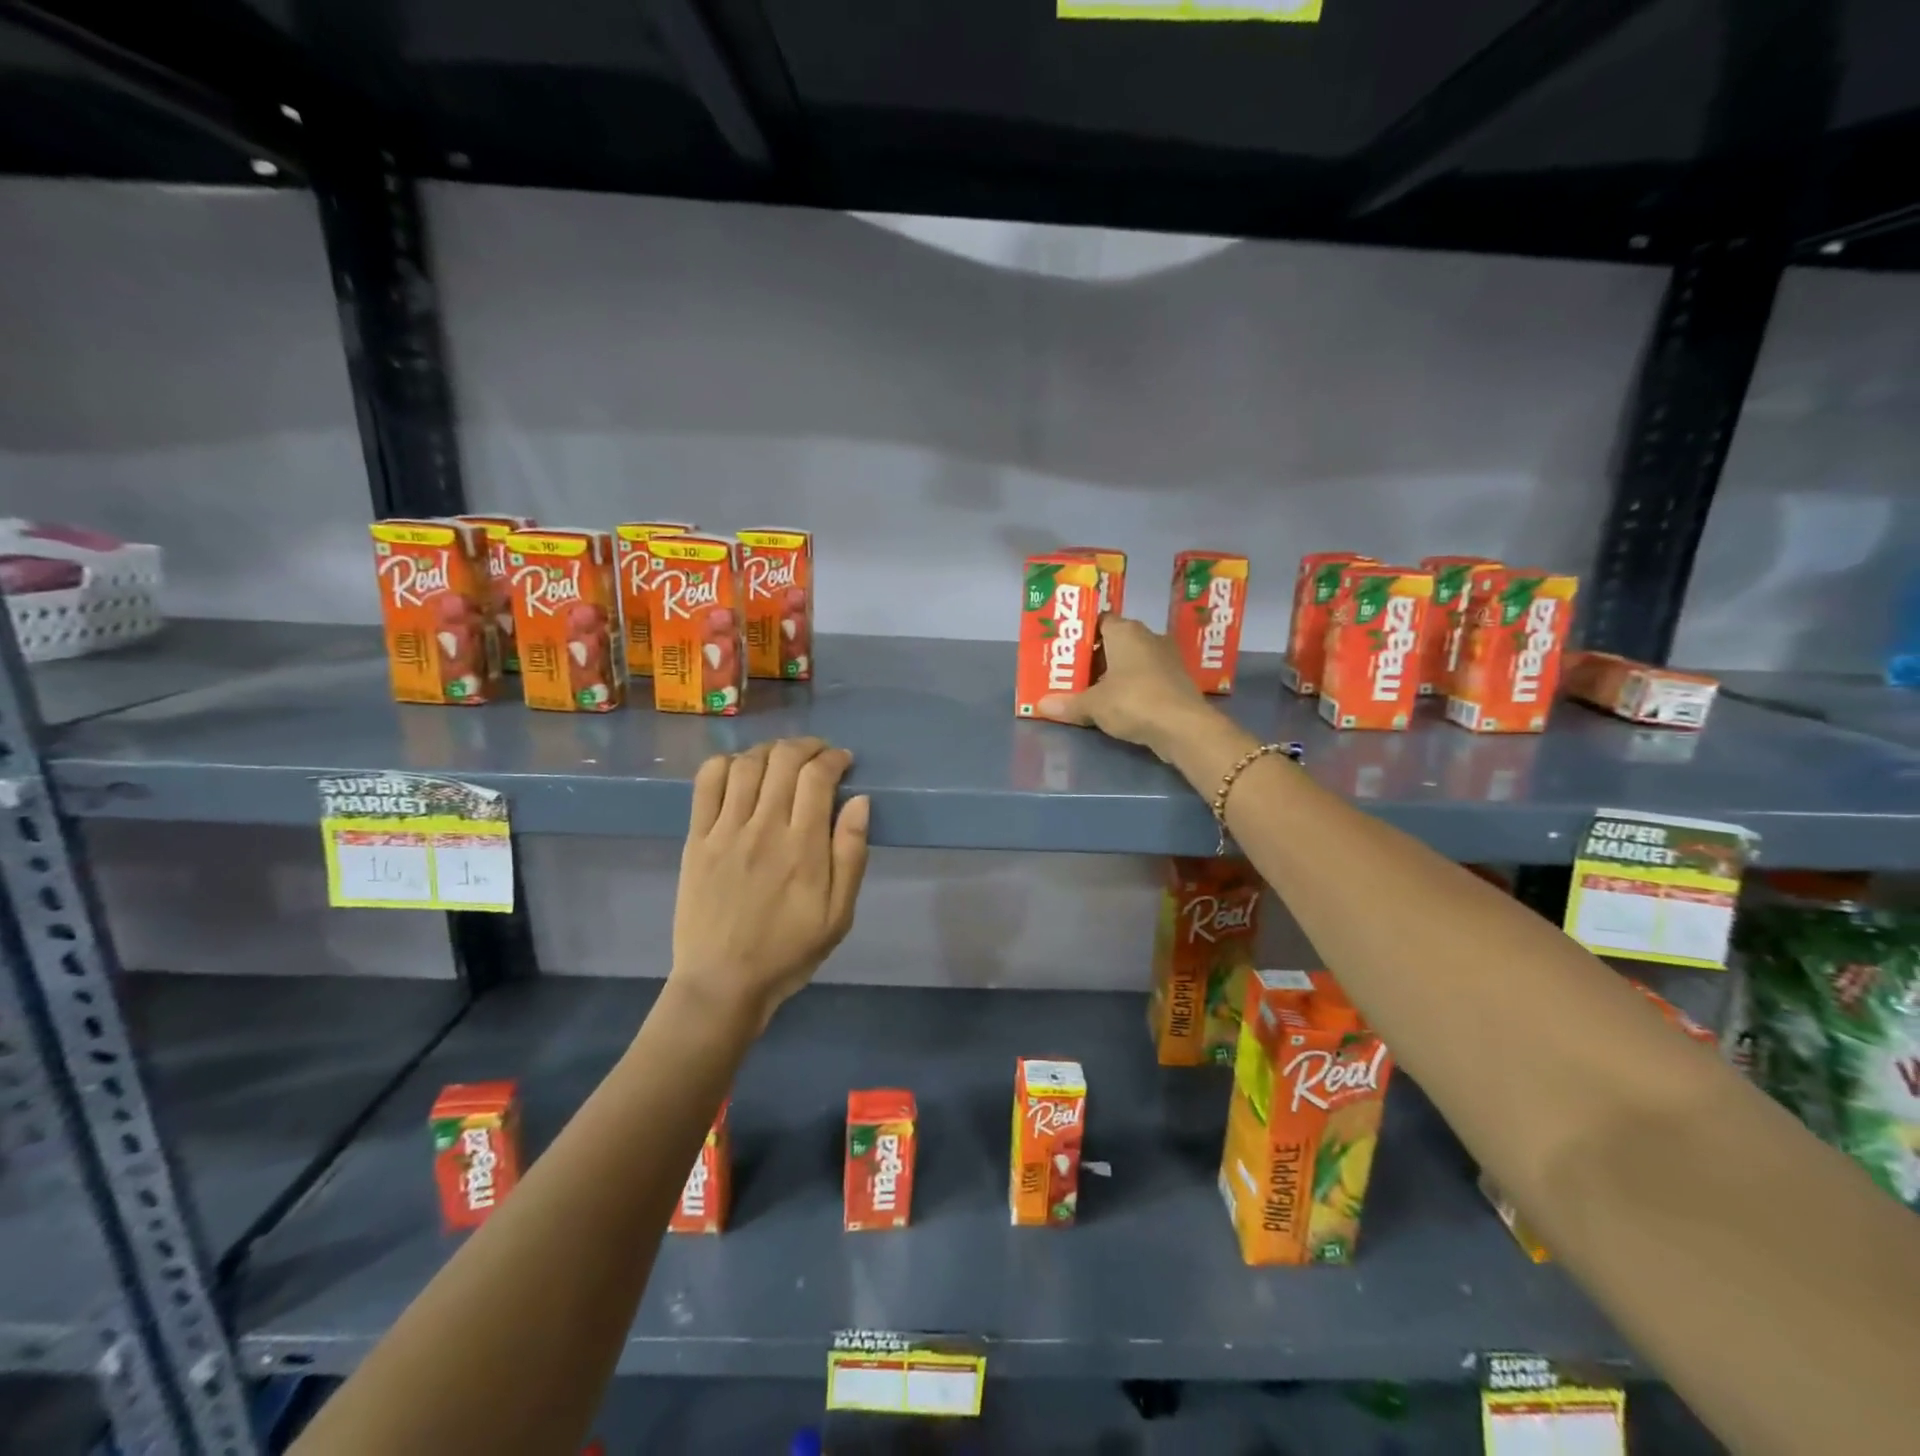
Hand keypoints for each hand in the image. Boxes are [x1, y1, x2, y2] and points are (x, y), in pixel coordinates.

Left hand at [671, 737, 870, 1031]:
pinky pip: (706, 784)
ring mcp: (725, 831)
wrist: (722, 982)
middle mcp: (764, 828)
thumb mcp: (839, 915)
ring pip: (746, 764)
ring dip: (770, 750)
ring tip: (783, 757)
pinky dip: (725, 764)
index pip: (818, 777)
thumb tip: (860, 801)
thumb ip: (851, 855)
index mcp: (803, 848)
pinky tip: (740, 769)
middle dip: (807, 746)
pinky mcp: (696, 839)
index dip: (834, 758)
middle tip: (818, 753)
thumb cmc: (789, 951)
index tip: (843, 761)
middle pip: (783, 760)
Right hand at [1036, 615, 1215, 759]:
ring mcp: (1167, 657)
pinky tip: (1119, 704)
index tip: (1067, 651)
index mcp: (1126, 631)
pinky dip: (1133, 686)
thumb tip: (1040, 706)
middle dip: (1096, 657)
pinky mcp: (1178, 680)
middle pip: (1115, 641)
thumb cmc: (1133, 701)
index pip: (1100, 621)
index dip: (1082, 635)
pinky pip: (1147, 676)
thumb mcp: (1093, 705)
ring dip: (1115, 673)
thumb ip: (1068, 703)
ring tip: (1092, 691)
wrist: (1184, 727)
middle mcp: (1149, 636)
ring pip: (1133, 660)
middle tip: (1074, 673)